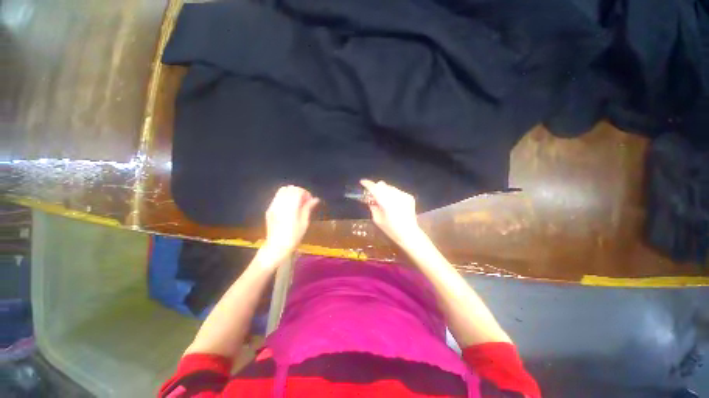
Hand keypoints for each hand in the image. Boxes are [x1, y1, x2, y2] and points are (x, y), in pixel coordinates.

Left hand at [262, 185, 319, 258]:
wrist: (277, 247)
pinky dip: (284, 198)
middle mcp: (280, 203)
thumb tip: (315, 199)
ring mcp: (273, 206)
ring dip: (291, 194)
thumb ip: (308, 208)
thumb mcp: (304, 222)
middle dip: (298, 192)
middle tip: (304, 201)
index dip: (306, 193)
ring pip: (282, 191)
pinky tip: (288, 207)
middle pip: (289, 188)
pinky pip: (277, 197)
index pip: (298, 191)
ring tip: (297, 203)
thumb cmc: (294, 236)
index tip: (310, 200)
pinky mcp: (269, 210)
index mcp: (290, 206)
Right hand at [360, 179, 421, 245]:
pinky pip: (397, 191)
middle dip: (376, 188)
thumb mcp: (377, 219)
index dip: (367, 184)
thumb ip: (373, 207)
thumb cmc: (391, 229)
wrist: (409, 233)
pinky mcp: (409, 197)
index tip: (362, 182)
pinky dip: (393, 195)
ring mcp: (403, 195)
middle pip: (382, 185)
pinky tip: (394, 204)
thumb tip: (370, 200)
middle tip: (373, 195)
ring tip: (384, 201)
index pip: (374, 188)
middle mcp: (395, 195)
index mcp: (385, 202)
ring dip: (385, 191)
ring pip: (390, 187)